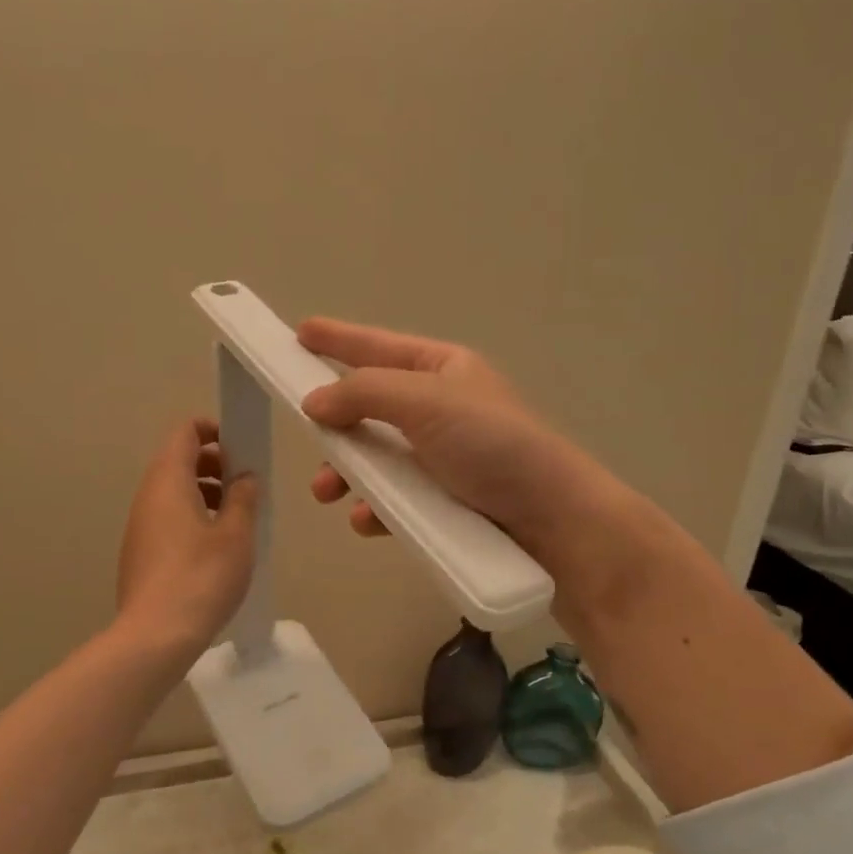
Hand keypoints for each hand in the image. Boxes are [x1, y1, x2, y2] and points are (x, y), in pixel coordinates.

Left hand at [115, 418, 259, 657]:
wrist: (155, 636)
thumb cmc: (201, 577)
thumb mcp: (236, 534)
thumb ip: (243, 498)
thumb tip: (244, 476)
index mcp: (168, 481)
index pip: (185, 432)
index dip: (214, 430)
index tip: (242, 449)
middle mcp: (147, 496)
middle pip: (178, 460)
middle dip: (214, 463)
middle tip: (245, 484)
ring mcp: (139, 526)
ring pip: (173, 491)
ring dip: (205, 492)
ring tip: (237, 517)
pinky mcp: (139, 553)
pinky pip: (167, 518)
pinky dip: (192, 516)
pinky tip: (216, 548)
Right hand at [297, 318, 616, 564]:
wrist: (552, 519)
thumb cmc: (491, 445)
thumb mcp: (426, 402)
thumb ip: (364, 393)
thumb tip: (313, 401)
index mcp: (441, 370)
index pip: (378, 347)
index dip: (339, 339)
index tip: (300, 333)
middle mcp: (439, 409)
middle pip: (369, 408)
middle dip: (334, 424)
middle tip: (305, 437)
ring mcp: (441, 457)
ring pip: (376, 459)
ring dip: (345, 473)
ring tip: (327, 494)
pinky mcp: (444, 502)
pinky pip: (395, 498)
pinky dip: (375, 507)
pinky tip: (366, 520)